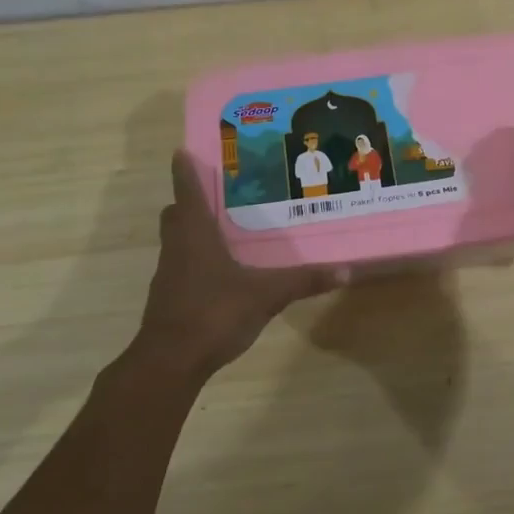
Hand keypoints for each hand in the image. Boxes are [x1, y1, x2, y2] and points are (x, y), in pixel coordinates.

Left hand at [134, 151, 342, 376]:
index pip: (186, 192)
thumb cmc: (213, 313)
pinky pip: (181, 266)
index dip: (184, 171)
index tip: (183, 151)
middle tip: (217, 193)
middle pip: (176, 214)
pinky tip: (221, 271)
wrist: (170, 362)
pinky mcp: (169, 298)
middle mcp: (177, 248)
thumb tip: (344, 270)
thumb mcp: (266, 295)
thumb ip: (303, 281)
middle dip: (190, 201)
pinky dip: (196, 260)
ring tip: (225, 229)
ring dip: (193, 231)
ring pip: (177, 241)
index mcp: (195, 235)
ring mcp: (169, 275)